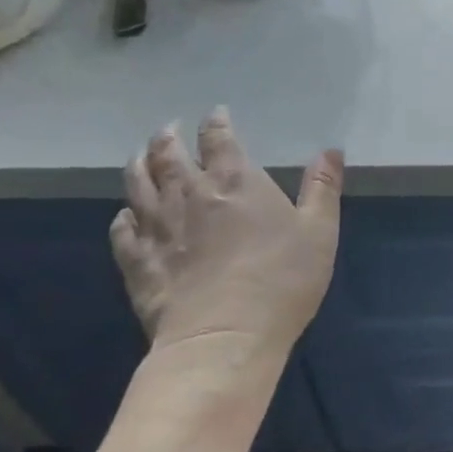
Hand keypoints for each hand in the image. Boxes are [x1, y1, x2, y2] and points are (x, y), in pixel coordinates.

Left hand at [110, 107, 342, 368]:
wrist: (223, 336)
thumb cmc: (281, 279)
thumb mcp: (319, 231)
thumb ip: (322, 188)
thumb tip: (330, 150)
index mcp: (236, 180)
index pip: (219, 138)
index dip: (216, 123)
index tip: (216, 114)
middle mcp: (190, 194)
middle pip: (168, 155)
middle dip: (168, 138)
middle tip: (169, 130)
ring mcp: (157, 227)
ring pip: (138, 184)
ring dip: (138, 165)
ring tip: (140, 157)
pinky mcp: (137, 261)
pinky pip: (121, 230)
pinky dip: (123, 217)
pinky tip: (126, 216)